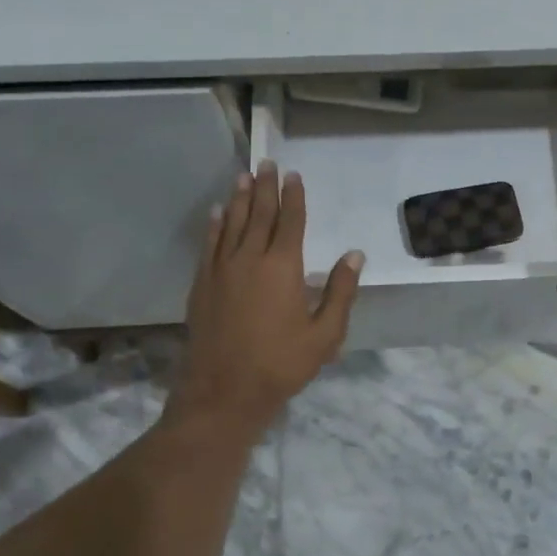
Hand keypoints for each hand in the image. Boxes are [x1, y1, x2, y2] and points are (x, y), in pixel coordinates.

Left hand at [169, 162, 363, 432]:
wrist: (223, 392)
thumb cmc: (281, 365)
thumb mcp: (325, 335)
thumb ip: (340, 292)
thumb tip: (355, 255)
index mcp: (283, 267)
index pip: (290, 222)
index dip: (294, 197)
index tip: (294, 176)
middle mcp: (249, 259)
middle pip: (259, 214)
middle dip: (266, 187)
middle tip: (267, 164)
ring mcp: (221, 270)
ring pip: (232, 224)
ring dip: (240, 198)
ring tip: (244, 177)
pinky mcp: (202, 284)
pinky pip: (209, 244)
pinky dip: (215, 225)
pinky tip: (217, 213)